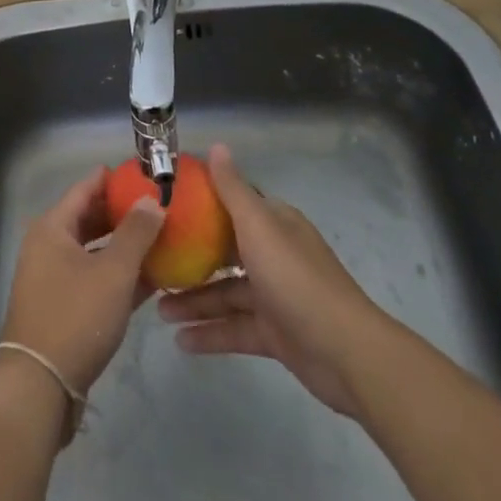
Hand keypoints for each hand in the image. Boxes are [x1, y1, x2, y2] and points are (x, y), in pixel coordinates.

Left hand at [0, 168, 164, 396]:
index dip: (114, 179)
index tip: (146, 174)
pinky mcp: (62, 307)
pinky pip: (94, 278)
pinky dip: (118, 276)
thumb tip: (153, 200)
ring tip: (161, 240)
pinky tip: (151, 279)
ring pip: (94, 251)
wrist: (40, 386)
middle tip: (159, 207)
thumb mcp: (113, 272)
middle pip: (89, 218)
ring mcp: (53, 278)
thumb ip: (136, 233)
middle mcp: (48, 245)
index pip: (86, 188)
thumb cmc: (76, 317)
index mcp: (52, 227)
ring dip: (124, 247)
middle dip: (123, 213)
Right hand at [158, 143, 380, 414]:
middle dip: (189, 258)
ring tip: (158, 310)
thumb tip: (217, 145)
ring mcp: (275, 296)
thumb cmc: (296, 279)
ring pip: (226, 293)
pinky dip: (210, 333)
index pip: (232, 204)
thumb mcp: (259, 227)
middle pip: (224, 251)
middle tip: (153, 263)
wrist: (347, 355)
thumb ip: (233, 190)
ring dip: (194, 301)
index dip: (199, 204)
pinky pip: (235, 328)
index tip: (163, 207)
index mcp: (273, 224)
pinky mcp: (276, 334)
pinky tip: (180, 341)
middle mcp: (273, 254)